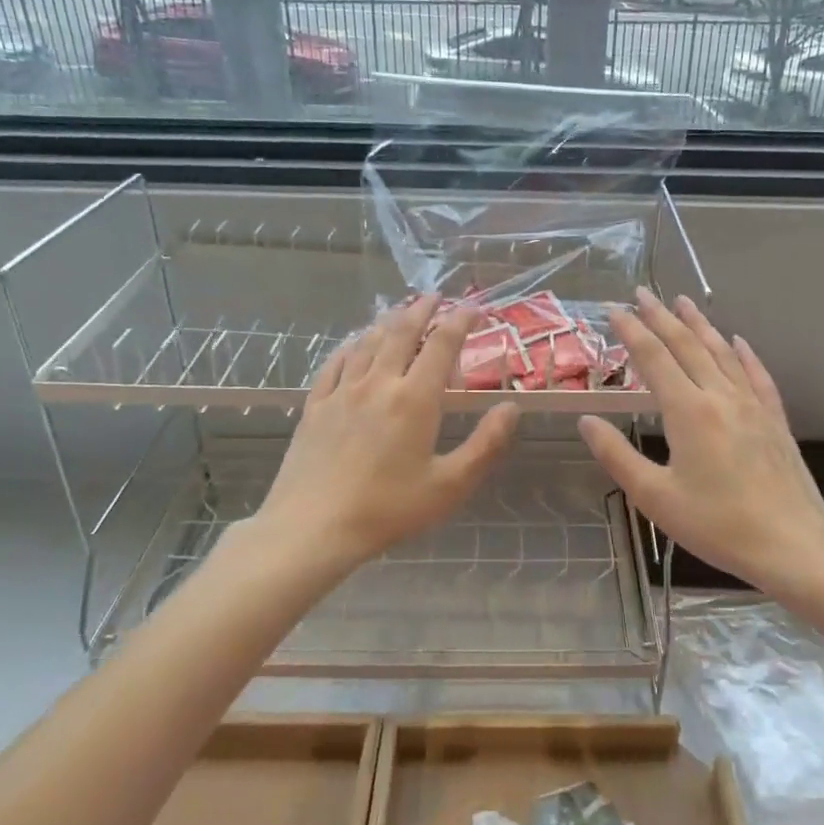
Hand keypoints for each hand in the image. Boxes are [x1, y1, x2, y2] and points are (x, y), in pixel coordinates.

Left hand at [251, 296, 519, 572]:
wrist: (312, 527)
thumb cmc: (387, 510)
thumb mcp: (449, 486)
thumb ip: (485, 445)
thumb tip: (511, 408)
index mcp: (414, 399)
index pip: (442, 345)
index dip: (460, 321)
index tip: (474, 308)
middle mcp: (378, 383)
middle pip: (401, 332)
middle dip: (421, 310)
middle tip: (435, 297)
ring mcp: (341, 392)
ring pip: (368, 342)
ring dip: (388, 322)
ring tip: (400, 312)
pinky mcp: (315, 406)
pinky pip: (335, 363)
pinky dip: (351, 346)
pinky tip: (354, 344)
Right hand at [577, 289, 823, 594]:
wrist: (793, 545)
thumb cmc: (717, 525)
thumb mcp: (655, 497)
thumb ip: (617, 455)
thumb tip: (587, 421)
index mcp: (688, 411)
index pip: (654, 358)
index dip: (632, 331)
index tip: (614, 309)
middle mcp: (720, 396)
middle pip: (687, 345)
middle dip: (662, 316)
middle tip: (642, 292)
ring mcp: (752, 405)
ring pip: (722, 352)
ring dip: (700, 324)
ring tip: (683, 301)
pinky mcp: (775, 419)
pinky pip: (756, 374)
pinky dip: (744, 353)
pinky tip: (738, 340)